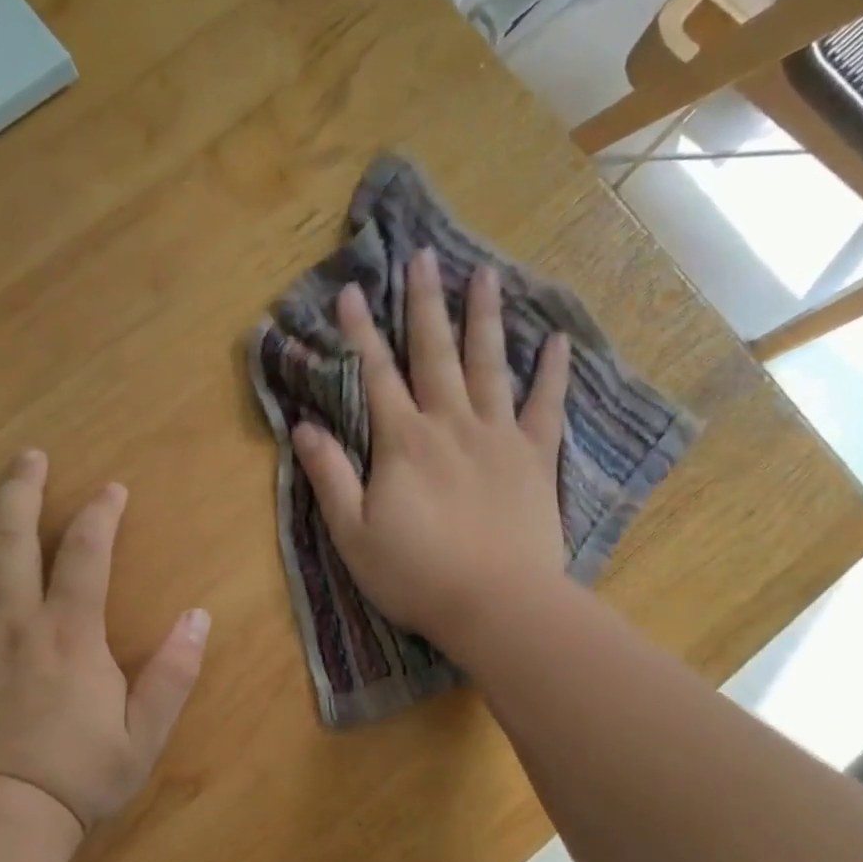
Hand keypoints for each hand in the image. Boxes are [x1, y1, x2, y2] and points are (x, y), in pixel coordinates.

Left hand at [0, 450, 210, 832]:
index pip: (85, 553)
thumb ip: (174, 672)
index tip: (111, 488)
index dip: (100, 513)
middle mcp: (13, 622)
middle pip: (10, 539)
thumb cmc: (79, 775)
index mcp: (69, 632)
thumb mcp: (145, 732)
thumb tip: (199, 616)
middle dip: (20, 490)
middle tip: (26, 456)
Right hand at [292, 250, 570, 652]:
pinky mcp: (536, 459)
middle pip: (434, 354)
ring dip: (485, 318)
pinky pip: (547, 407)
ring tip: (485, 274)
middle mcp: (450, 424)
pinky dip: (553, 373)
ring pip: (490, 366)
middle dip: (424, 303)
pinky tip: (558, 340)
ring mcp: (499, 437)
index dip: (359, 332)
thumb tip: (304, 426)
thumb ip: (330, 476)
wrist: (497, 605)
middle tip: (423, 255)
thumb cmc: (416, 575)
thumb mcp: (353, 533)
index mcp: (403, 442)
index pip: (375, 375)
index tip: (350, 290)